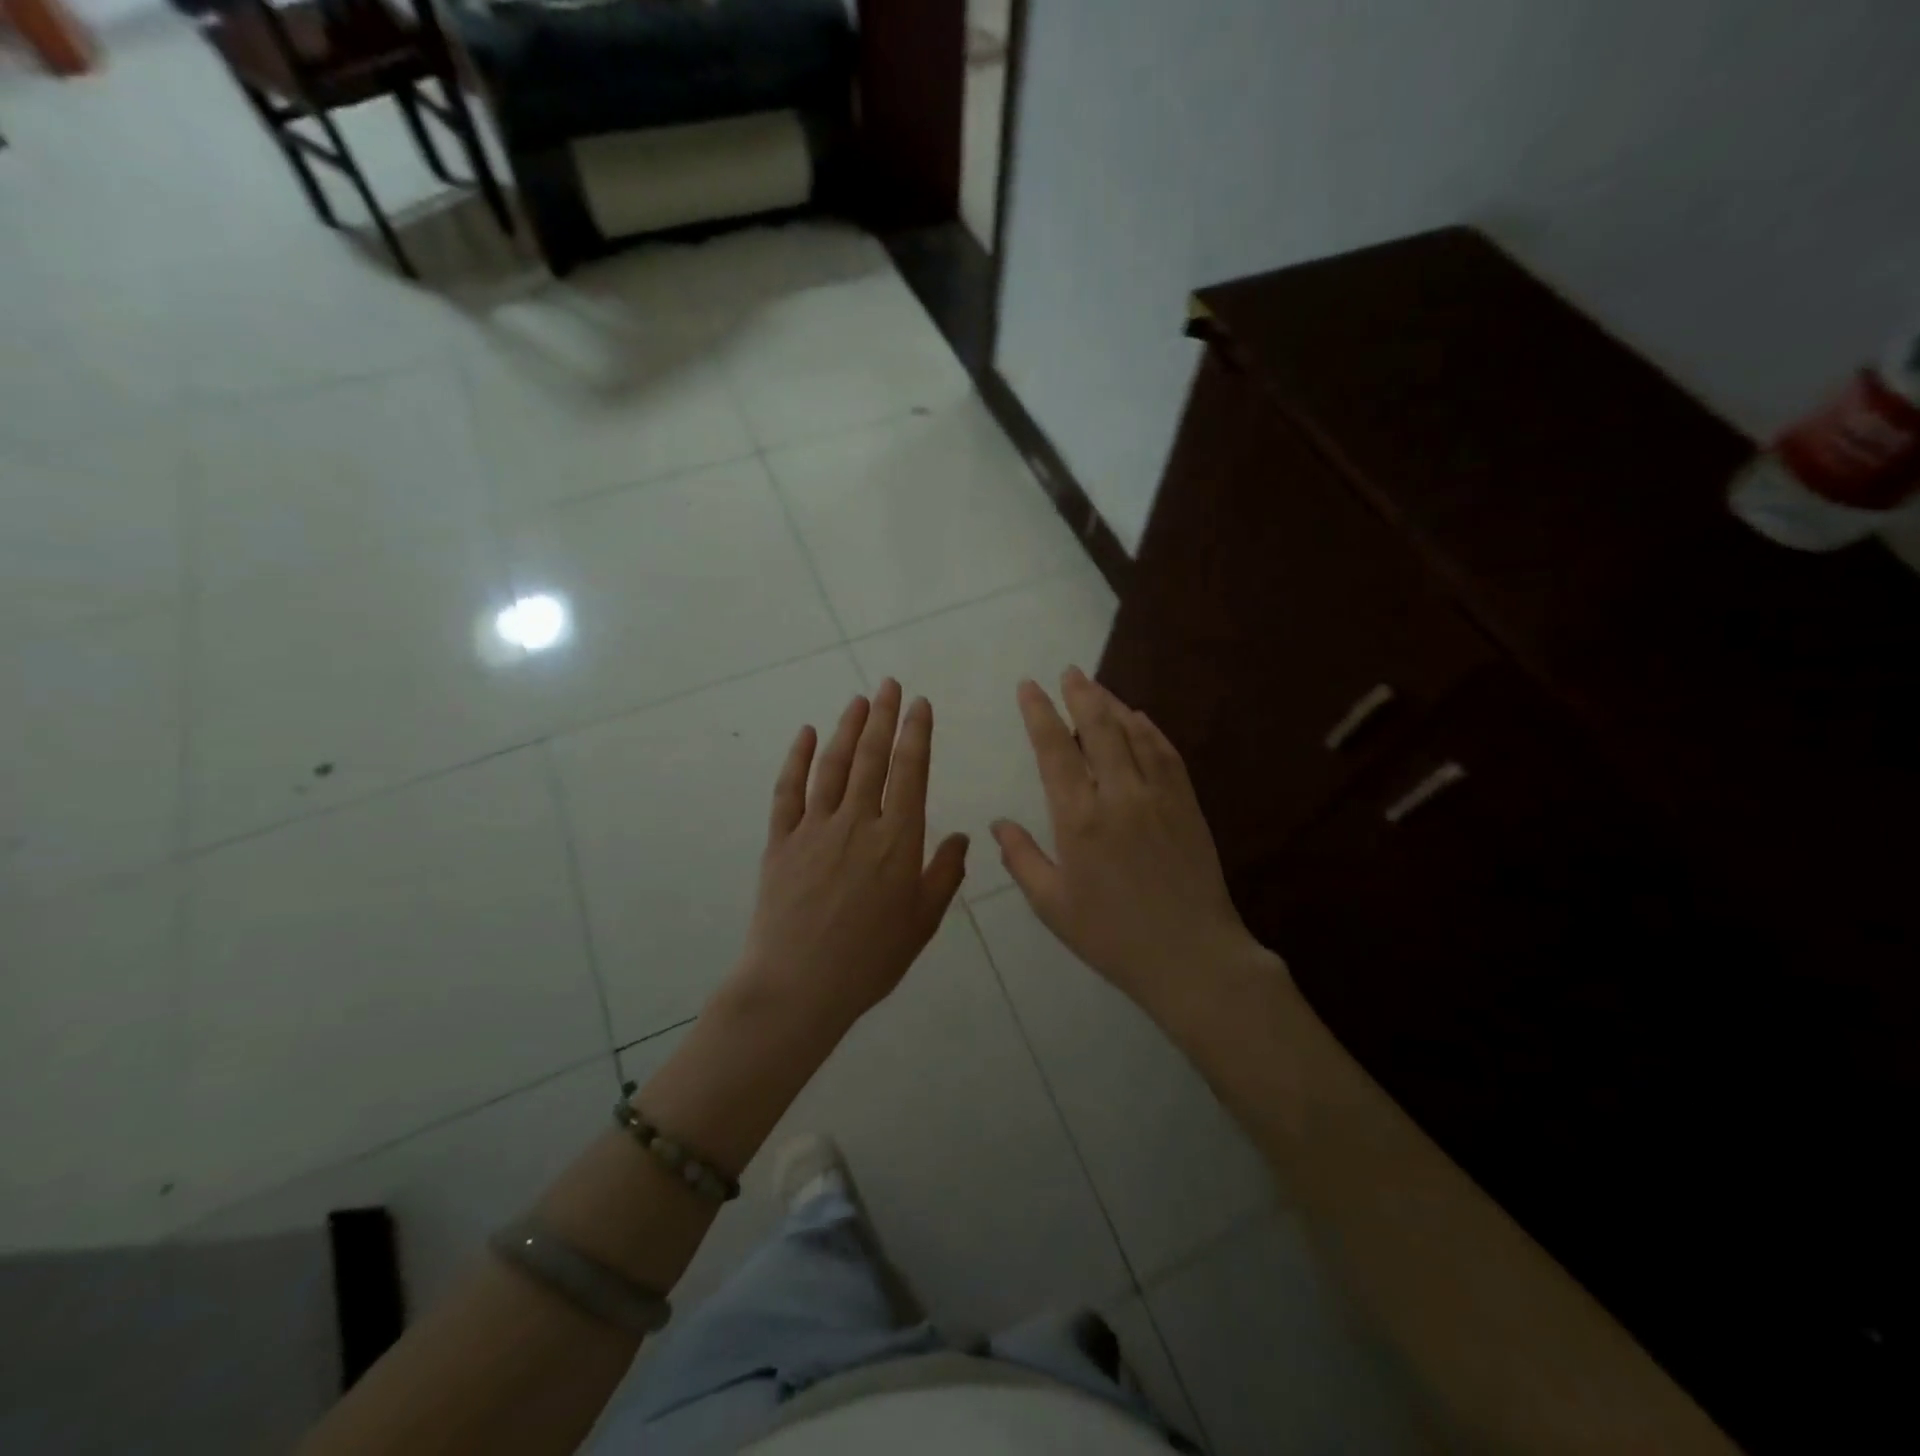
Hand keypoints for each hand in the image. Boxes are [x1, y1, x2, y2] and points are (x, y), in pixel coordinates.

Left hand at [730, 678, 969, 1035]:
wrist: (799, 985)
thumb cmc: (870, 959)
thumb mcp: (922, 922)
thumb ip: (944, 875)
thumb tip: (962, 837)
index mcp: (898, 840)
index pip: (910, 772)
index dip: (916, 734)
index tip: (920, 705)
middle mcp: (858, 822)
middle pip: (872, 758)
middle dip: (883, 717)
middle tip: (889, 685)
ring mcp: (815, 828)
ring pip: (833, 765)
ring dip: (847, 728)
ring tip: (858, 700)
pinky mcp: (781, 840)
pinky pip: (788, 790)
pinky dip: (796, 758)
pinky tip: (804, 734)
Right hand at [991, 667, 1282, 1022]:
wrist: (1191, 956)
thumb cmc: (1112, 936)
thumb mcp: (1052, 905)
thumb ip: (1022, 859)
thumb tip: (999, 823)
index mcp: (1079, 819)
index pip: (1055, 750)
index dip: (1040, 713)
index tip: (1029, 687)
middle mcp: (1119, 795)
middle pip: (1098, 728)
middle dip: (1081, 694)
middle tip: (1069, 671)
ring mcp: (1158, 796)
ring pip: (1134, 734)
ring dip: (1113, 705)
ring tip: (1097, 687)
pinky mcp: (1187, 805)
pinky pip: (1167, 754)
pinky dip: (1150, 730)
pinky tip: (1140, 719)